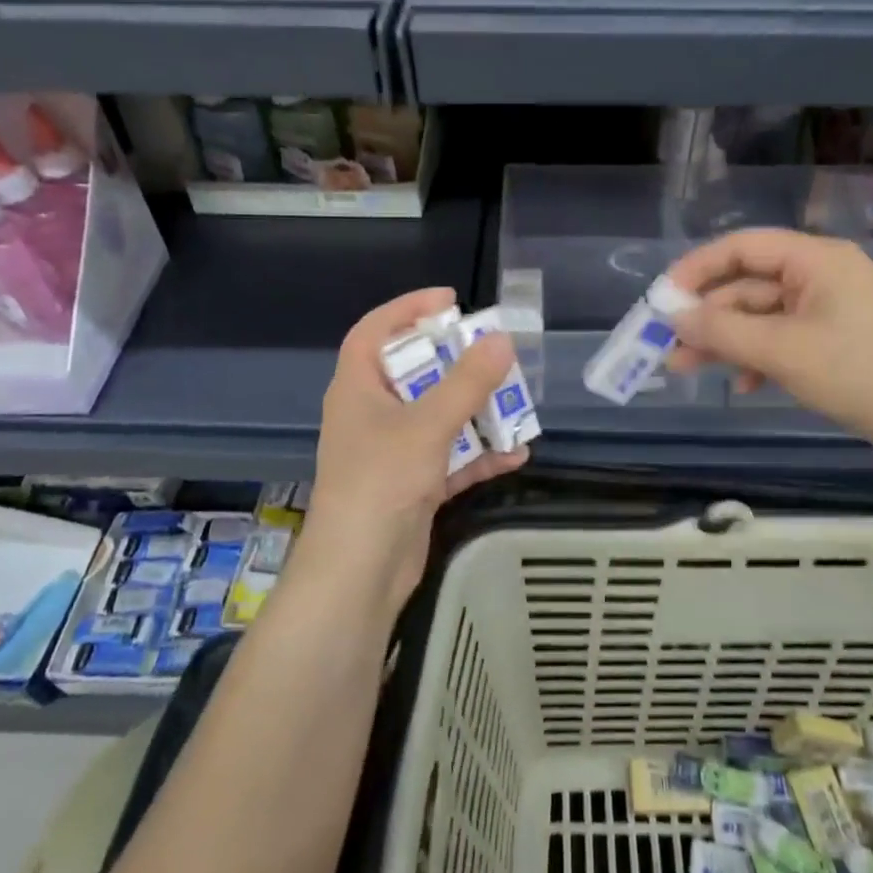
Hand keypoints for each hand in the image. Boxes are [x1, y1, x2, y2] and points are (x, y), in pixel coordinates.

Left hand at [299, 288, 528, 618]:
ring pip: (436, 416)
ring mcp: (391, 452)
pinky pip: (449, 457)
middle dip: (455, 363)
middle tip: (492, 352)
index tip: (450, 300)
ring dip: (475, 411)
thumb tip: (501, 340)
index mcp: (357, 388)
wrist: (360, 572)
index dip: (407, 308)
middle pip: (413, 373)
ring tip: (514, 402)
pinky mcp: (411, 486)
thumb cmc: (382, 482)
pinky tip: (515, 455)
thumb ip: (467, 382)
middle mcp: (371, 414)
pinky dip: (478, 455)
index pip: (374, 331)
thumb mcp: (427, 425)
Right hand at [665, 229, 872, 447]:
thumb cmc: (857, 373)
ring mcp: (829, 310)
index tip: (662, 299)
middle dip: (707, 316)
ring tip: (686, 369)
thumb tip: (672, 316)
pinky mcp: (834, 341)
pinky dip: (757, 358)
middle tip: (667, 343)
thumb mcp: (781, 350)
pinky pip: (781, 339)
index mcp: (815, 259)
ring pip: (761, 316)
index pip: (741, 247)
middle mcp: (821, 275)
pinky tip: (744, 386)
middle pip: (748, 284)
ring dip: (725, 341)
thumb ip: (721, 330)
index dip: (696, 269)